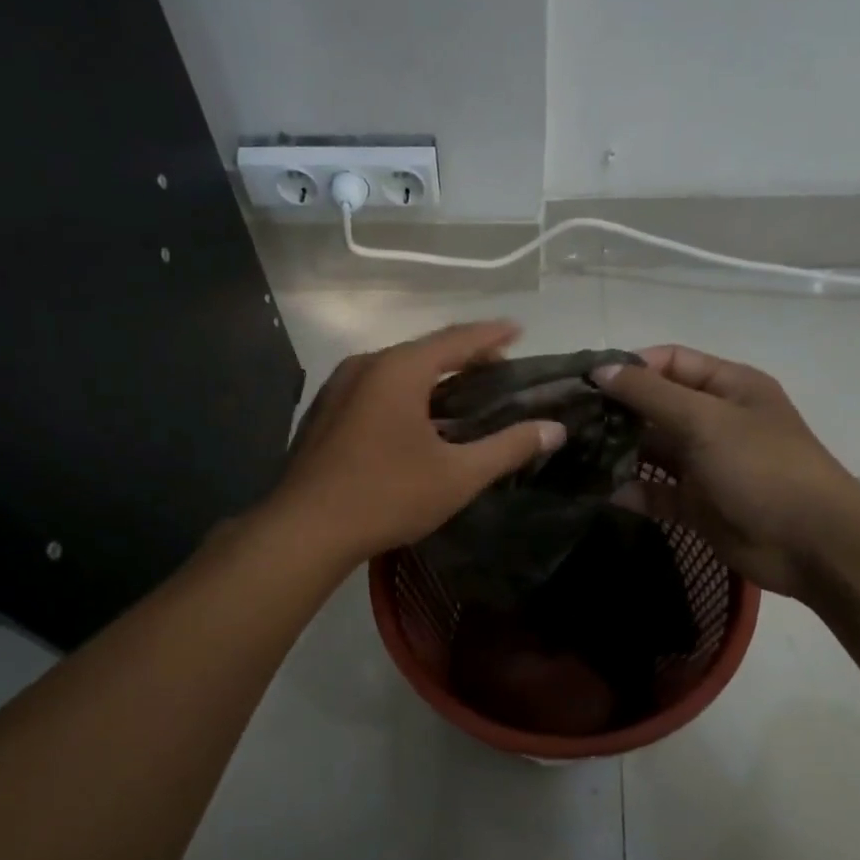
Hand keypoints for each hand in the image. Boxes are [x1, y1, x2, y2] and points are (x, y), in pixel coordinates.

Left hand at [272, 321, 567, 565]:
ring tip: (459, 392)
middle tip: (496, 367)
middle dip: (462, 355)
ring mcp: (337, 387)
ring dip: (430, 376)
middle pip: (424, 350)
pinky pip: (373, 389)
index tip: (518, 330)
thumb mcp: (458, 475)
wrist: (304, 530)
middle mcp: (365, 365)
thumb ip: (509, 447)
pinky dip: (402, 393)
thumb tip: (555, 429)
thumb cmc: (387, 496)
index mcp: (399, 369)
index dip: (492, 334)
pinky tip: (413, 418)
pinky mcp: (322, 412)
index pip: (457, 339)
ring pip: (395, 370)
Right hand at [595, 345, 859, 595]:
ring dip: (619, 452)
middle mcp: (714, 420)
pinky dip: (632, 491)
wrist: (809, 543)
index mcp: (728, 387)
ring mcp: (705, 464)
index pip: (670, 362)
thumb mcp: (705, 420)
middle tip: (570, 421)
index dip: (631, 367)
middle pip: (656, 406)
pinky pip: (656, 492)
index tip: (587, 382)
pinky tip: (603, 492)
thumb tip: (601, 369)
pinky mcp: (696, 504)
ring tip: (576, 455)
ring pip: (652, 450)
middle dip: (617, 412)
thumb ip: (650, 394)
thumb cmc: (761, 467)